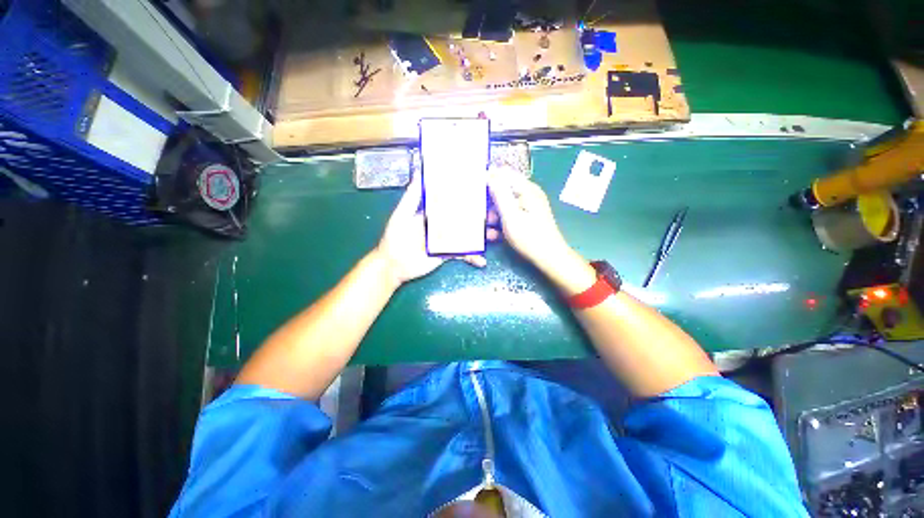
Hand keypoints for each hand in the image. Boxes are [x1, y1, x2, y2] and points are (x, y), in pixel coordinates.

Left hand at [376, 175, 485, 286]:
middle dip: (480, 217)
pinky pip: (463, 254)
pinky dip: (473, 257)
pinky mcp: (448, 255)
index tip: (482, 192)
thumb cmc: (395, 237)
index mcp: (433, 213)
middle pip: (464, 219)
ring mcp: (446, 240)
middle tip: (496, 215)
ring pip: (467, 236)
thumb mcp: (402, 214)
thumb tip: (420, 173)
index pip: (453, 202)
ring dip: (481, 237)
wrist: (393, 265)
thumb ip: (412, 196)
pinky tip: (482, 261)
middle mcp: (442, 225)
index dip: (466, 198)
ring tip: (495, 236)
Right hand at [487, 168, 594, 293]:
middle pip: (503, 190)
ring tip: (486, 230)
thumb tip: (490, 173)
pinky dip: (501, 223)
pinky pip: (510, 215)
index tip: (474, 190)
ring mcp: (528, 206)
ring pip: (504, 205)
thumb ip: (499, 194)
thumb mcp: (510, 216)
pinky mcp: (526, 217)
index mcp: (527, 189)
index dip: (488, 179)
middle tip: (480, 216)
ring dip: (493, 216)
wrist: (549, 258)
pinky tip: (494, 235)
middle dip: (489, 203)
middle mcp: (528, 194)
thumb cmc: (529, 238)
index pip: (504, 173)